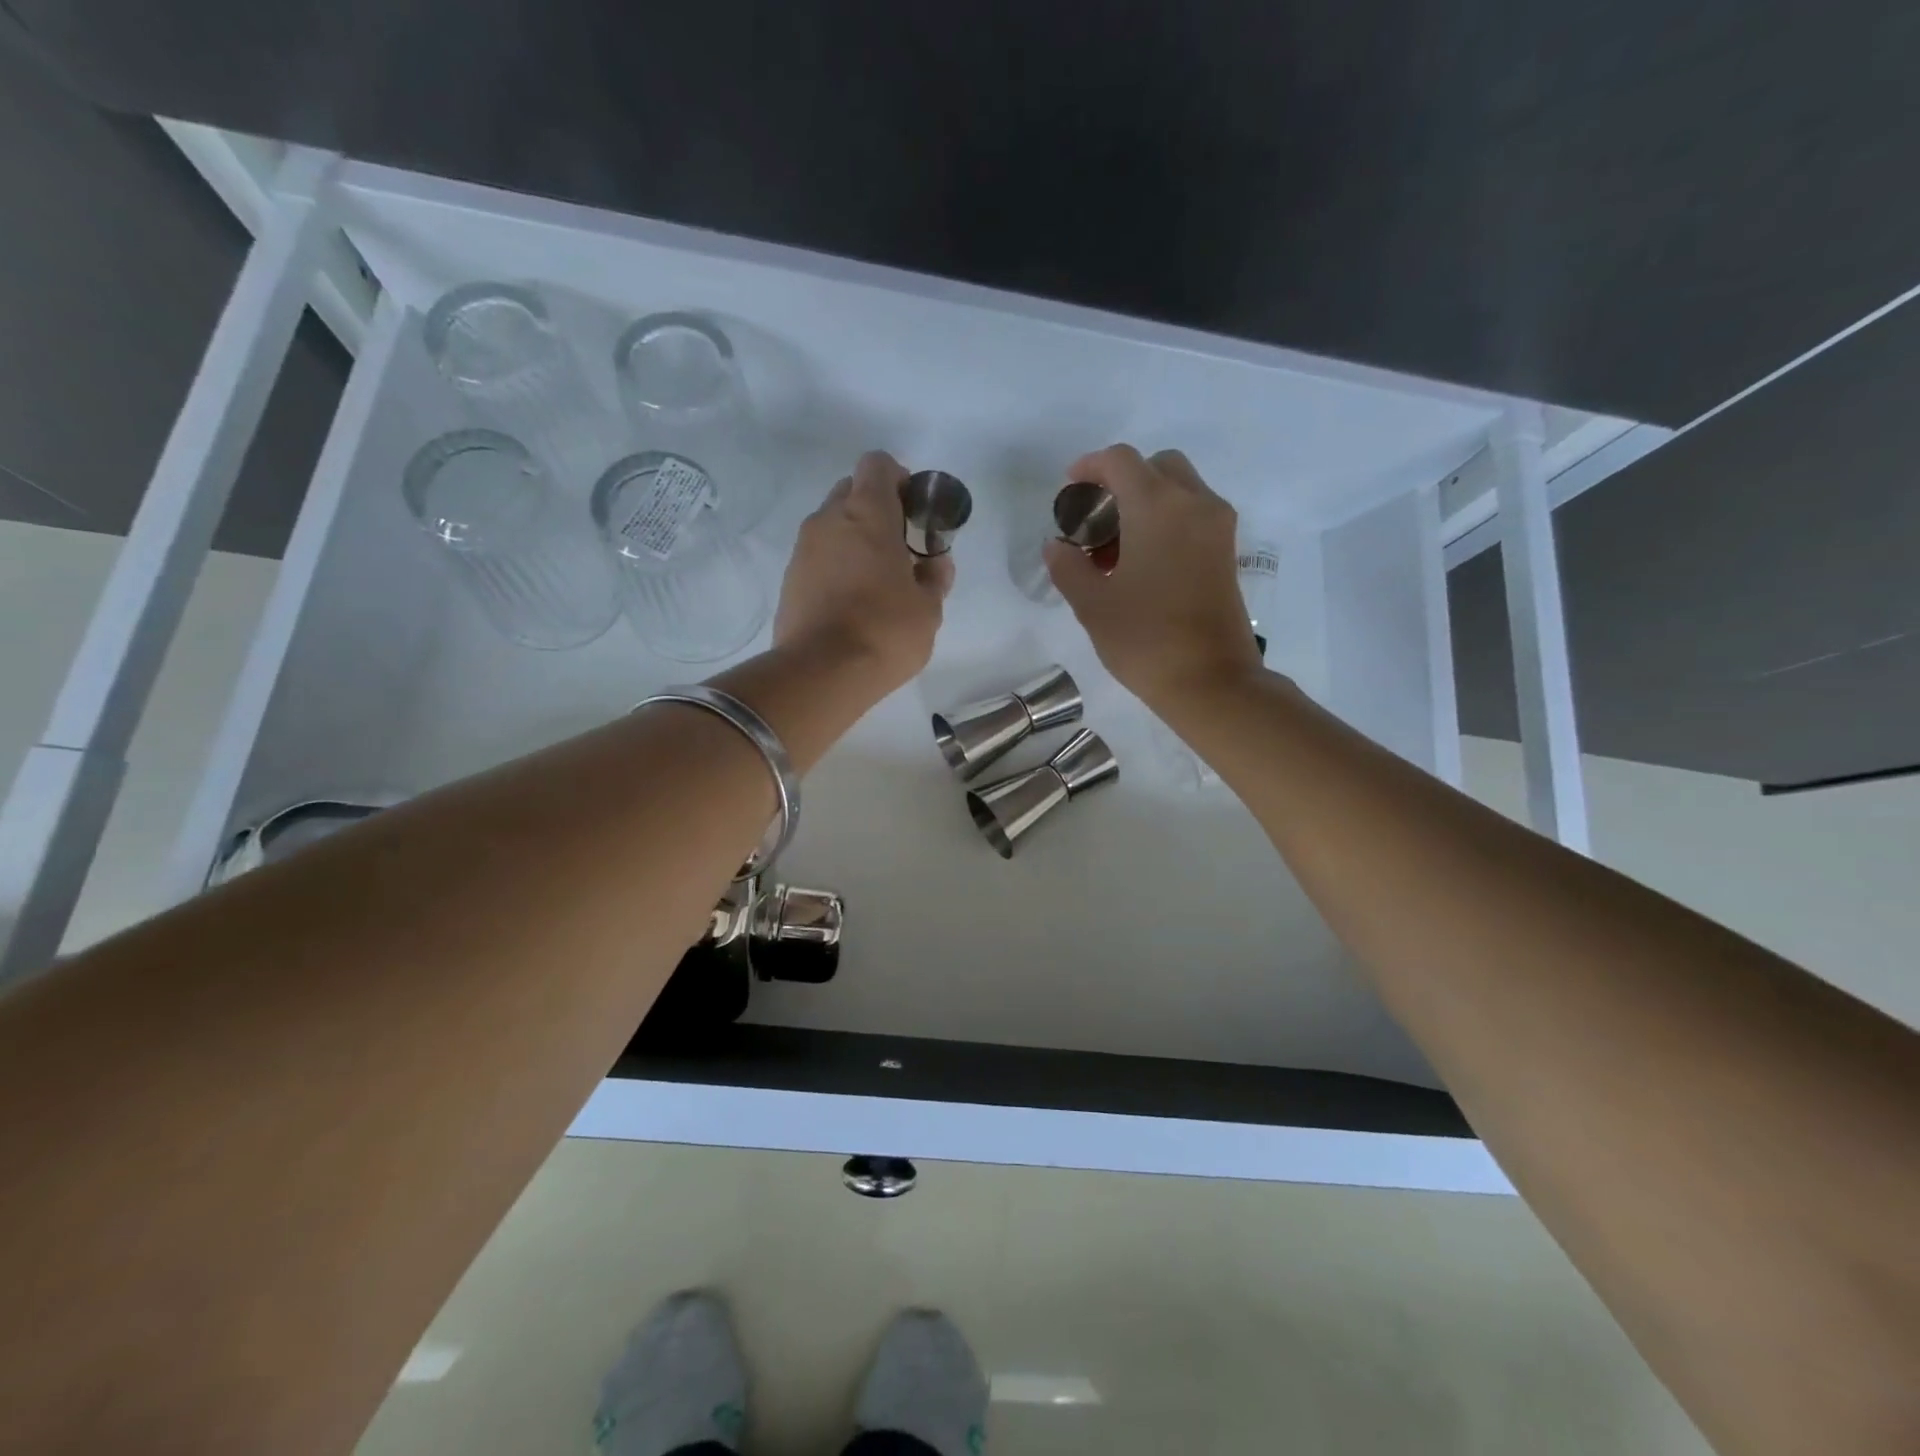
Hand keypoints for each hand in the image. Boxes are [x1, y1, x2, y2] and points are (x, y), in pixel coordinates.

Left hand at [774, 451, 953, 693]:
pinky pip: (818, 556)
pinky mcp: (789, 578)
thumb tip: (935, 562)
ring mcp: (803, 548)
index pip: (877, 464)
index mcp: (867, 513)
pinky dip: (835, 564)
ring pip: (832, 524)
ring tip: (876, 579)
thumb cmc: (886, 631)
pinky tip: (852, 600)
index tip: (913, 509)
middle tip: (899, 545)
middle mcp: (829, 519)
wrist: (822, 673)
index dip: (898, 478)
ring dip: (854, 538)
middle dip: (876, 508)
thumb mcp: (929, 607)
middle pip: (851, 490)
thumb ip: (935, 577)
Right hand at [1044, 445, 1262, 710]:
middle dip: (1122, 481)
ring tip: (1115, 545)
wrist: (1212, 681)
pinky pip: (1194, 514)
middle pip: (1157, 466)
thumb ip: (1068, 567)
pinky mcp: (1227, 551)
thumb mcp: (1092, 605)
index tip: (1070, 489)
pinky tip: (1143, 560)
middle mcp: (1194, 503)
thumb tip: (1056, 546)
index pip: (1121, 461)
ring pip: (1180, 489)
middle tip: (1096, 517)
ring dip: (1146, 501)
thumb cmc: (1145, 640)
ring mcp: (1217, 527)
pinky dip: (1167, 519)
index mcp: (1158, 507)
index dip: (1090, 466)